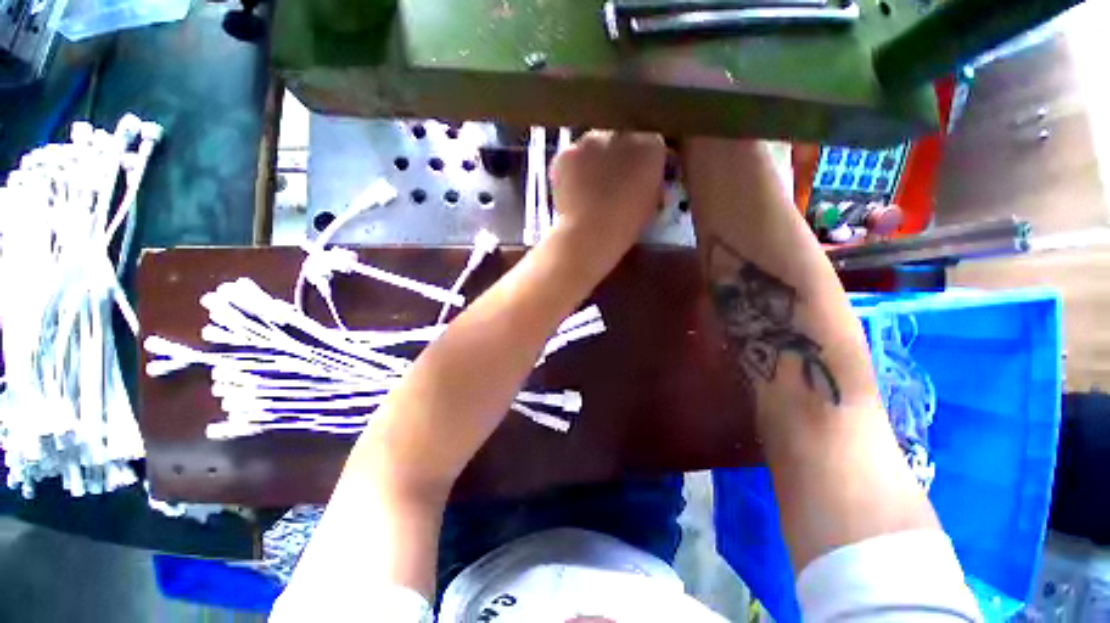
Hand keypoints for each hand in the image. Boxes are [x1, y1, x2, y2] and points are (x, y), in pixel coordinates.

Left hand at [550, 131, 665, 262]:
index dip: (641, 163)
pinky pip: (570, 159)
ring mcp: (590, 141)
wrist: (591, 233)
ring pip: (592, 147)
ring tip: (588, 190)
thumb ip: (652, 184)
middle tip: (609, 184)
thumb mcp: (652, 203)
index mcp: (651, 146)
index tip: (636, 178)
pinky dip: (571, 172)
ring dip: (592, 162)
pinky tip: (571, 191)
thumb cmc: (627, 225)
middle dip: (616, 158)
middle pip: (620, 140)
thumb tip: (645, 180)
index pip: (650, 145)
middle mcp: (621, 135)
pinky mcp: (566, 154)